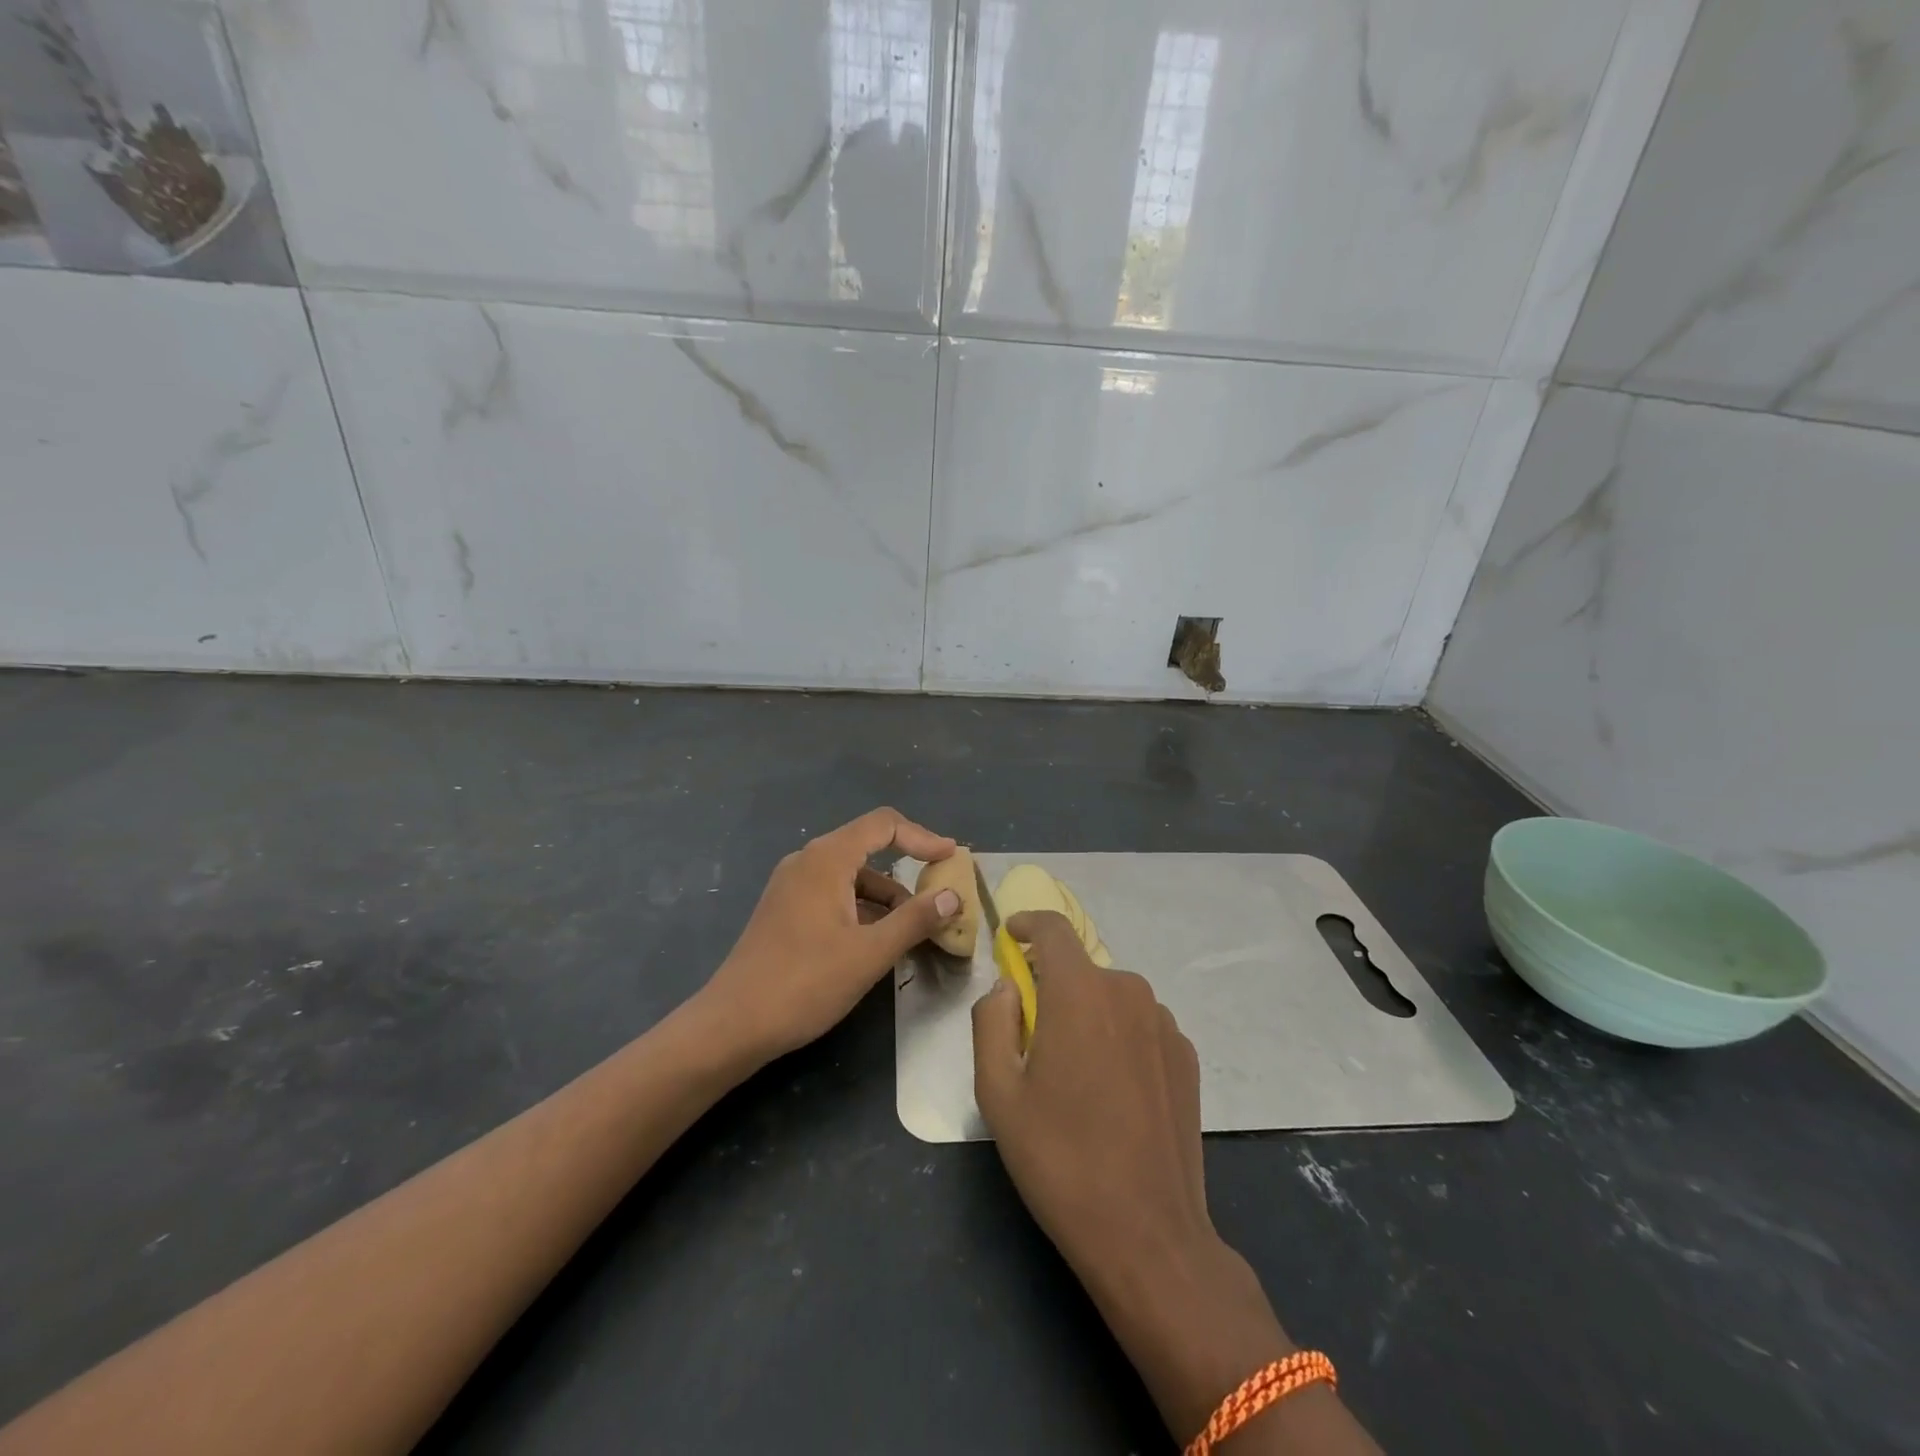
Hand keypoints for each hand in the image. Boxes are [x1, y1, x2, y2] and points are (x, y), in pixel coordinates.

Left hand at [706, 808, 962, 1059]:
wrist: (732, 1025)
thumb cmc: (805, 983)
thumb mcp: (870, 953)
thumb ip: (914, 920)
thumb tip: (952, 895)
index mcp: (826, 859)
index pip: (883, 825)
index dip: (922, 837)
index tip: (951, 858)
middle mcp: (807, 861)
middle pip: (867, 847)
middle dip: (908, 868)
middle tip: (939, 894)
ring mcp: (791, 886)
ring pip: (851, 876)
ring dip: (886, 896)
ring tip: (914, 930)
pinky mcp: (785, 910)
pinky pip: (834, 894)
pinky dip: (862, 908)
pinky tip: (877, 941)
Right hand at [972, 912, 1297, 1441]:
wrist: (1148, 1233)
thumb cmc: (1059, 1159)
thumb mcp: (997, 1092)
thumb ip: (991, 1021)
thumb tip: (1008, 987)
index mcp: (1080, 991)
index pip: (1053, 928)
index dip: (1027, 924)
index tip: (1011, 937)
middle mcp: (1128, 992)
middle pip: (1081, 969)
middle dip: (1053, 987)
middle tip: (1034, 1037)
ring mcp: (1165, 1023)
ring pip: (1112, 998)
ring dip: (1088, 1015)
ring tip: (1076, 1074)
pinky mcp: (1187, 1055)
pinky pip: (1140, 1025)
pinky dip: (1119, 1038)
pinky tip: (1114, 1092)